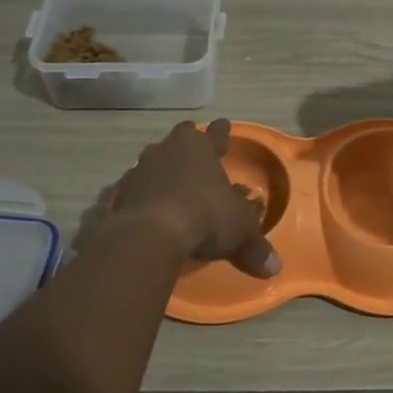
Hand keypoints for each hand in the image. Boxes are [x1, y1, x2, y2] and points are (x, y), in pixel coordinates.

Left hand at [109, 120, 280, 277]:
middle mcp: (168, 152)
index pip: (214, 134)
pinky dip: (140, 196)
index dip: (221, 132)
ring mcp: (139, 171)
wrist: (149, 235)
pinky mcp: (118, 195)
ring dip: (161, 170)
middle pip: (179, 140)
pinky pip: (132, 190)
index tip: (223, 124)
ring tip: (168, 182)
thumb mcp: (240, 232)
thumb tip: (275, 268)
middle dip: (187, 146)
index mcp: (200, 149)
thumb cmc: (205, 217)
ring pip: (152, 161)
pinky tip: (145, 208)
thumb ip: (255, 247)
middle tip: (193, 152)